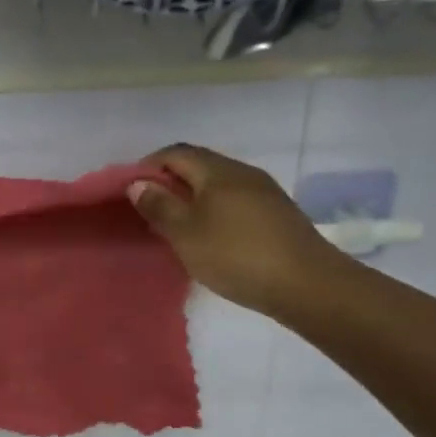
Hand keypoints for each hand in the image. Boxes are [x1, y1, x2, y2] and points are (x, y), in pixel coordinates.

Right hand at [127, 144, 344, 317]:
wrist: (305, 283)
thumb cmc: (236, 255)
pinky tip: (209, 236)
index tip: (131, 191)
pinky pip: (234, 201)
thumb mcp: (186, 233)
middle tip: (149, 211)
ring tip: (175, 227)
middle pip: (199, 165)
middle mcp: (242, 172)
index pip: (175, 153)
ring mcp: (263, 192)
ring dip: (192, 198)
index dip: (149, 166)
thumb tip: (138, 182)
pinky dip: (213, 211)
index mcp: (217, 171)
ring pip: (218, 185)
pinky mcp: (276, 214)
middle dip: (170, 182)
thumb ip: (160, 206)